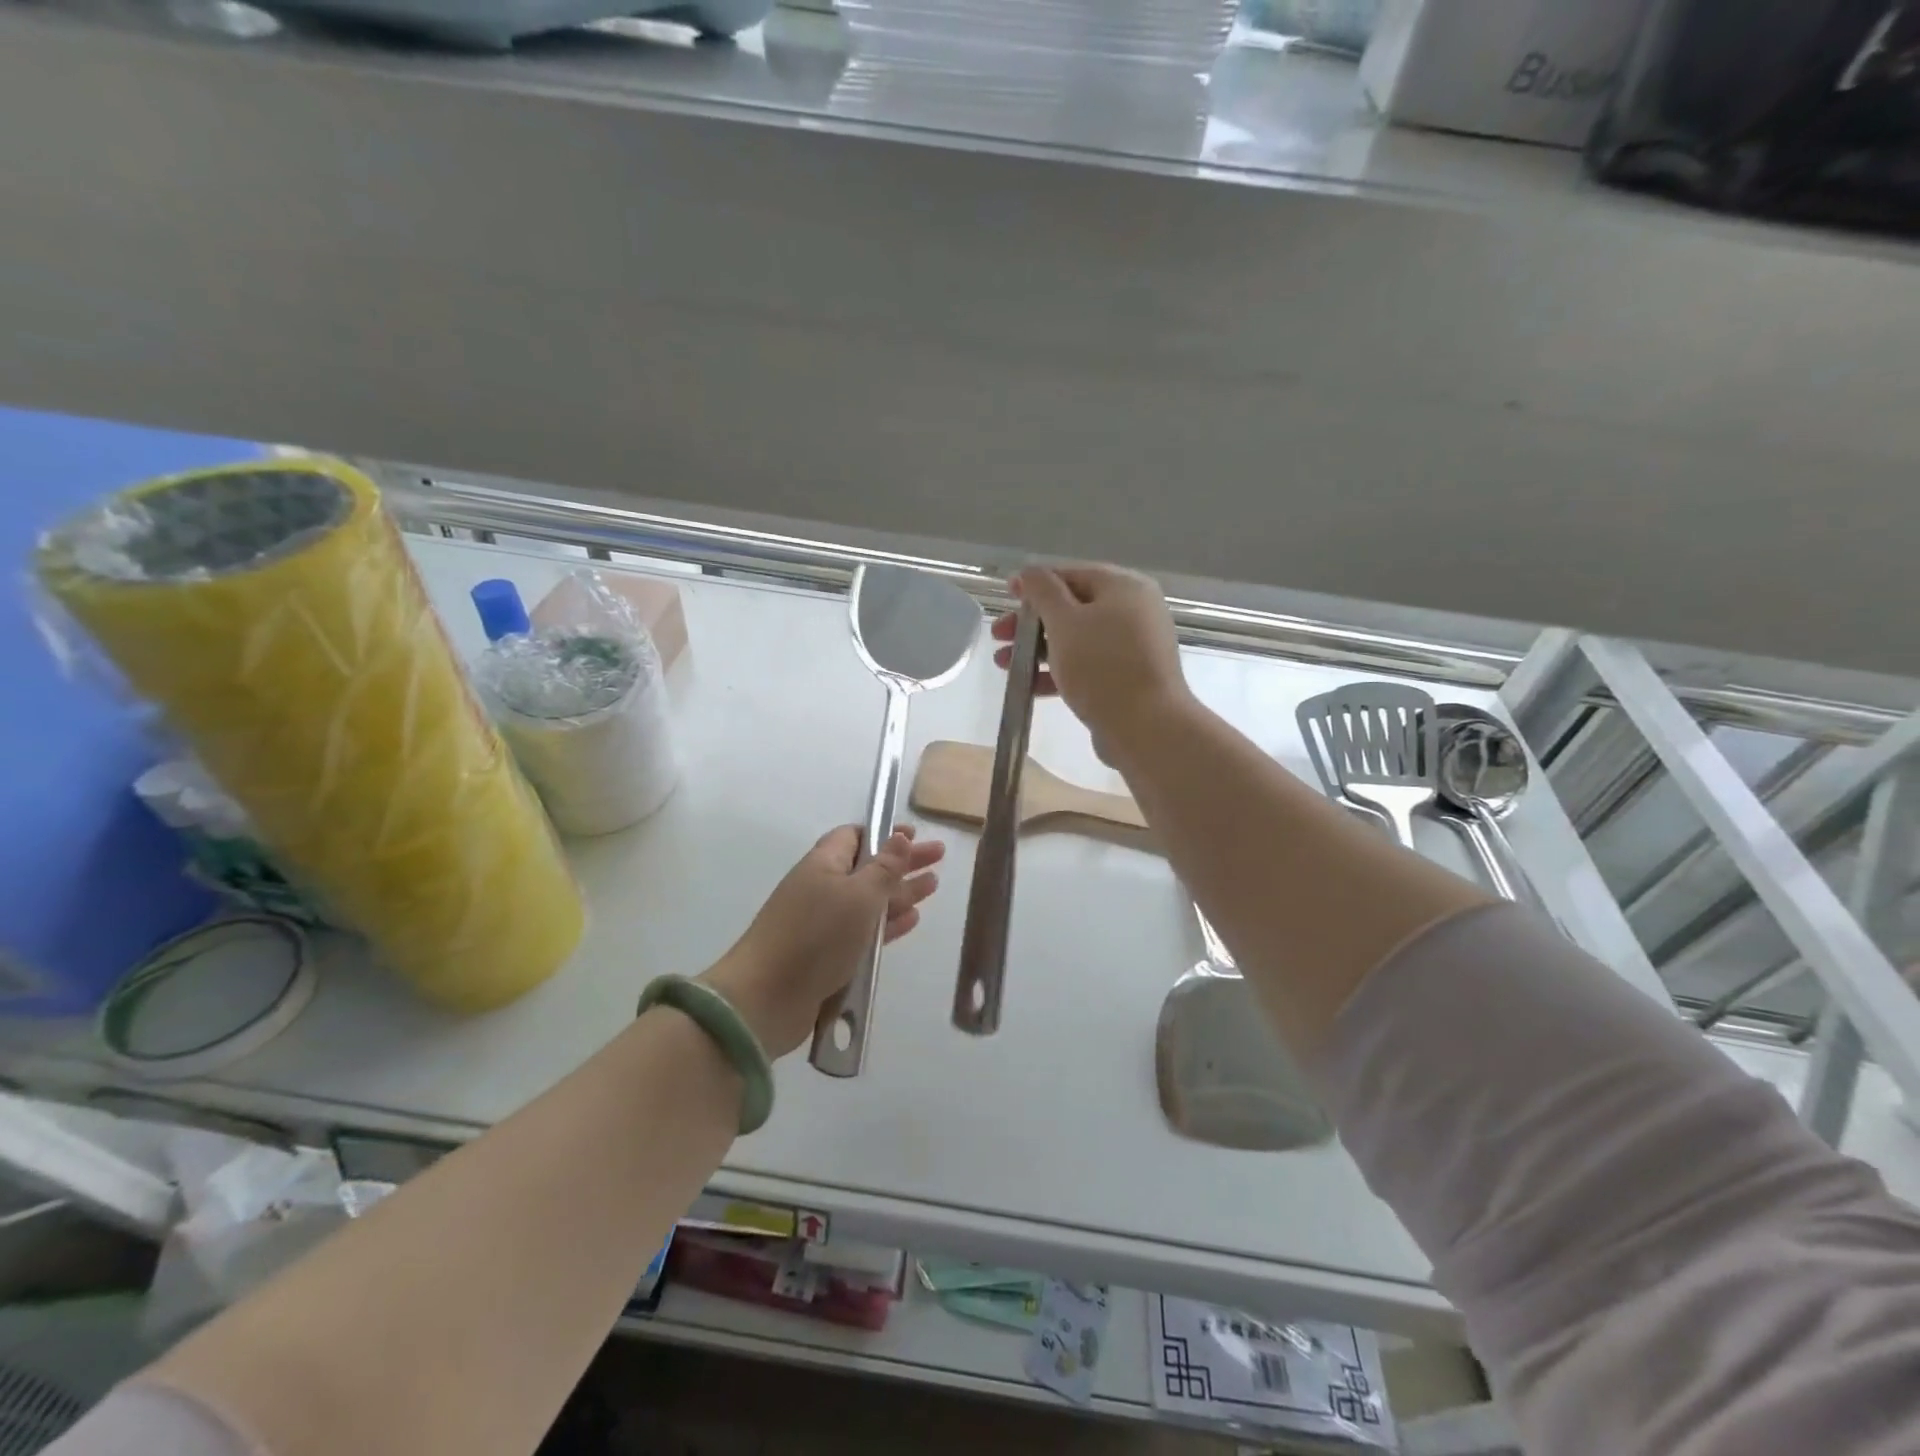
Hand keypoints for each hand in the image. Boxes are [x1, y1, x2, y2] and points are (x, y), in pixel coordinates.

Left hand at [702, 825, 943, 1056]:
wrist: (766, 998)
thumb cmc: (816, 936)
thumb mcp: (859, 895)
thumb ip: (884, 868)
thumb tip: (899, 836)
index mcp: (823, 864)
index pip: (854, 836)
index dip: (885, 834)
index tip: (916, 835)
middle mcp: (821, 888)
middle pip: (867, 867)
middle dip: (902, 862)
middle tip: (938, 858)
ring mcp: (823, 923)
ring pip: (869, 901)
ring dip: (900, 893)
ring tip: (932, 887)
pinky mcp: (827, 956)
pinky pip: (864, 932)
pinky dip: (888, 924)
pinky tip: (912, 921)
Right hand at [991, 563, 1190, 762]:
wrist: (1147, 728)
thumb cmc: (1102, 667)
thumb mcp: (1065, 622)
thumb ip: (1043, 592)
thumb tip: (1031, 572)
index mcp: (1124, 587)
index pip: (1071, 574)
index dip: (1034, 583)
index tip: (1005, 596)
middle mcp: (1133, 611)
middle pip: (1072, 608)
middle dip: (1031, 623)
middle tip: (999, 636)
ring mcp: (1133, 647)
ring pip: (1076, 639)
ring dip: (1038, 650)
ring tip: (1004, 665)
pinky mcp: (1127, 678)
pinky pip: (1087, 665)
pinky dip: (1058, 671)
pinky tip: (1029, 686)